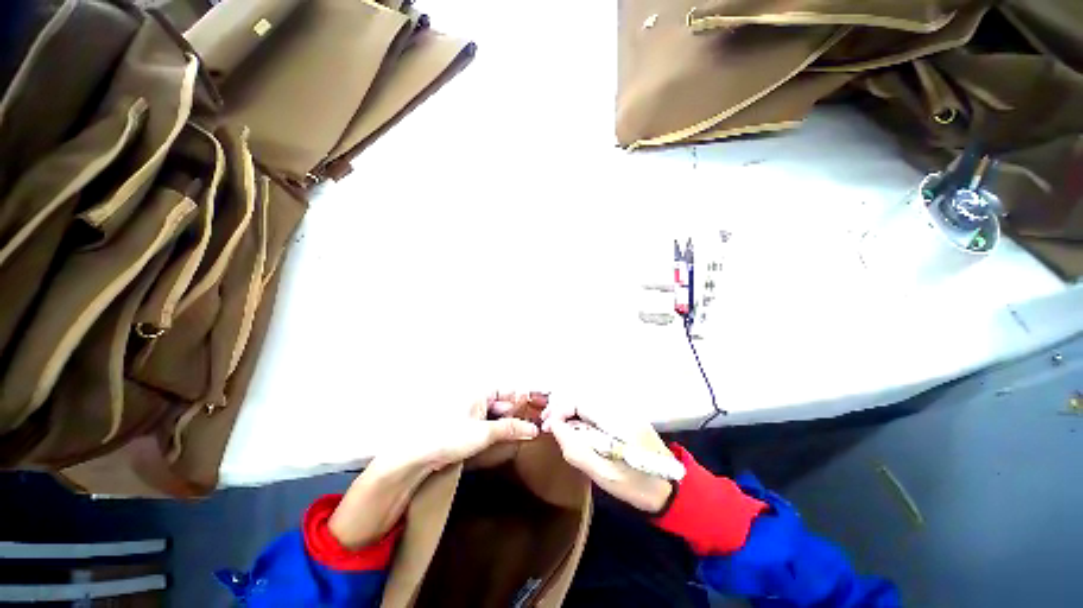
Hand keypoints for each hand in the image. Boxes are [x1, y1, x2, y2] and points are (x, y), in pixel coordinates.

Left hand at [329, 393, 540, 547]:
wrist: (416, 456)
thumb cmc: (448, 438)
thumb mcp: (484, 433)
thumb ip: (510, 428)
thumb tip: (533, 429)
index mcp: (479, 391)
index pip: (507, 389)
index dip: (522, 398)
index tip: (537, 408)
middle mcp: (475, 397)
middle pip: (502, 400)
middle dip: (516, 411)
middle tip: (532, 424)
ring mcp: (469, 411)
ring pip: (495, 412)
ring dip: (507, 421)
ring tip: (521, 432)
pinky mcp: (464, 424)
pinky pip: (486, 422)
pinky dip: (497, 428)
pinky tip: (504, 436)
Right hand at [541, 402, 672, 513]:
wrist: (671, 489)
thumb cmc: (638, 485)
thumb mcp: (604, 475)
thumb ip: (577, 450)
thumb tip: (554, 427)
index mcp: (617, 419)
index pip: (580, 401)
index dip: (559, 410)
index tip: (546, 427)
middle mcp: (619, 407)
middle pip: (582, 398)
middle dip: (561, 408)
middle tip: (546, 425)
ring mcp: (623, 410)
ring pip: (587, 402)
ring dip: (569, 411)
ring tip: (555, 426)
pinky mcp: (623, 416)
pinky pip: (594, 410)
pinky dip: (580, 416)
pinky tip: (573, 428)